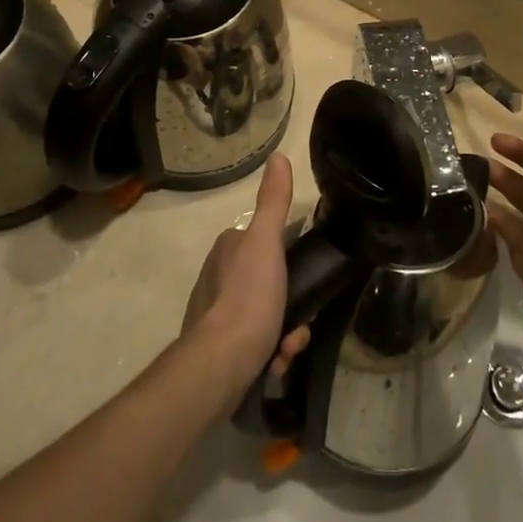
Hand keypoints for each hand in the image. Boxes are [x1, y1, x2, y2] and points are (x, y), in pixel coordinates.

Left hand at [181, 154, 309, 396]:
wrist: (219, 365)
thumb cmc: (247, 298)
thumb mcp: (267, 242)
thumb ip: (274, 201)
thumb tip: (278, 156)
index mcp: (228, 248)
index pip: (267, 243)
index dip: (290, 261)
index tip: (307, 278)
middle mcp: (218, 277)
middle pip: (270, 283)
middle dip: (291, 305)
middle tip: (300, 323)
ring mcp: (216, 315)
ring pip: (267, 316)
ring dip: (285, 332)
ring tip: (288, 349)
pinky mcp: (218, 349)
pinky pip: (256, 344)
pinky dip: (271, 354)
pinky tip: (276, 363)